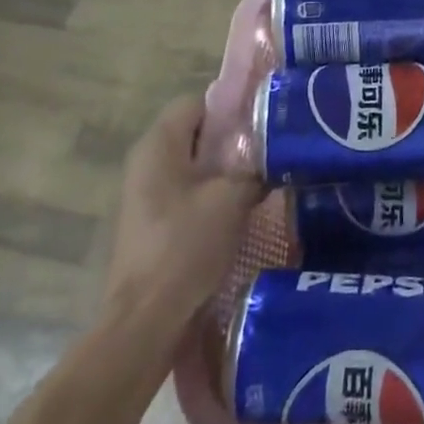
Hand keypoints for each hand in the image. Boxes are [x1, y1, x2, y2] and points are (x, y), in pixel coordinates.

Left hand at [106, 94, 262, 315]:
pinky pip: (189, 194)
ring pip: (196, 166)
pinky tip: (243, 211)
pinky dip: (214, 197)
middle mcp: (147, 162)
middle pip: (197, 134)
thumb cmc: (185, 246)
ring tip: (264, 179)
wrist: (146, 321)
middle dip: (233, 140)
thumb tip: (277, 152)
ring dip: (227, 171)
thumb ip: (255, 166)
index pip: (198, 102)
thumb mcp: (232, 198)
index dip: (232, 107)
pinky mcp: (153, 225)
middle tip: (271, 150)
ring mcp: (146, 196)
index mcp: (159, 145)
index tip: (265, 121)